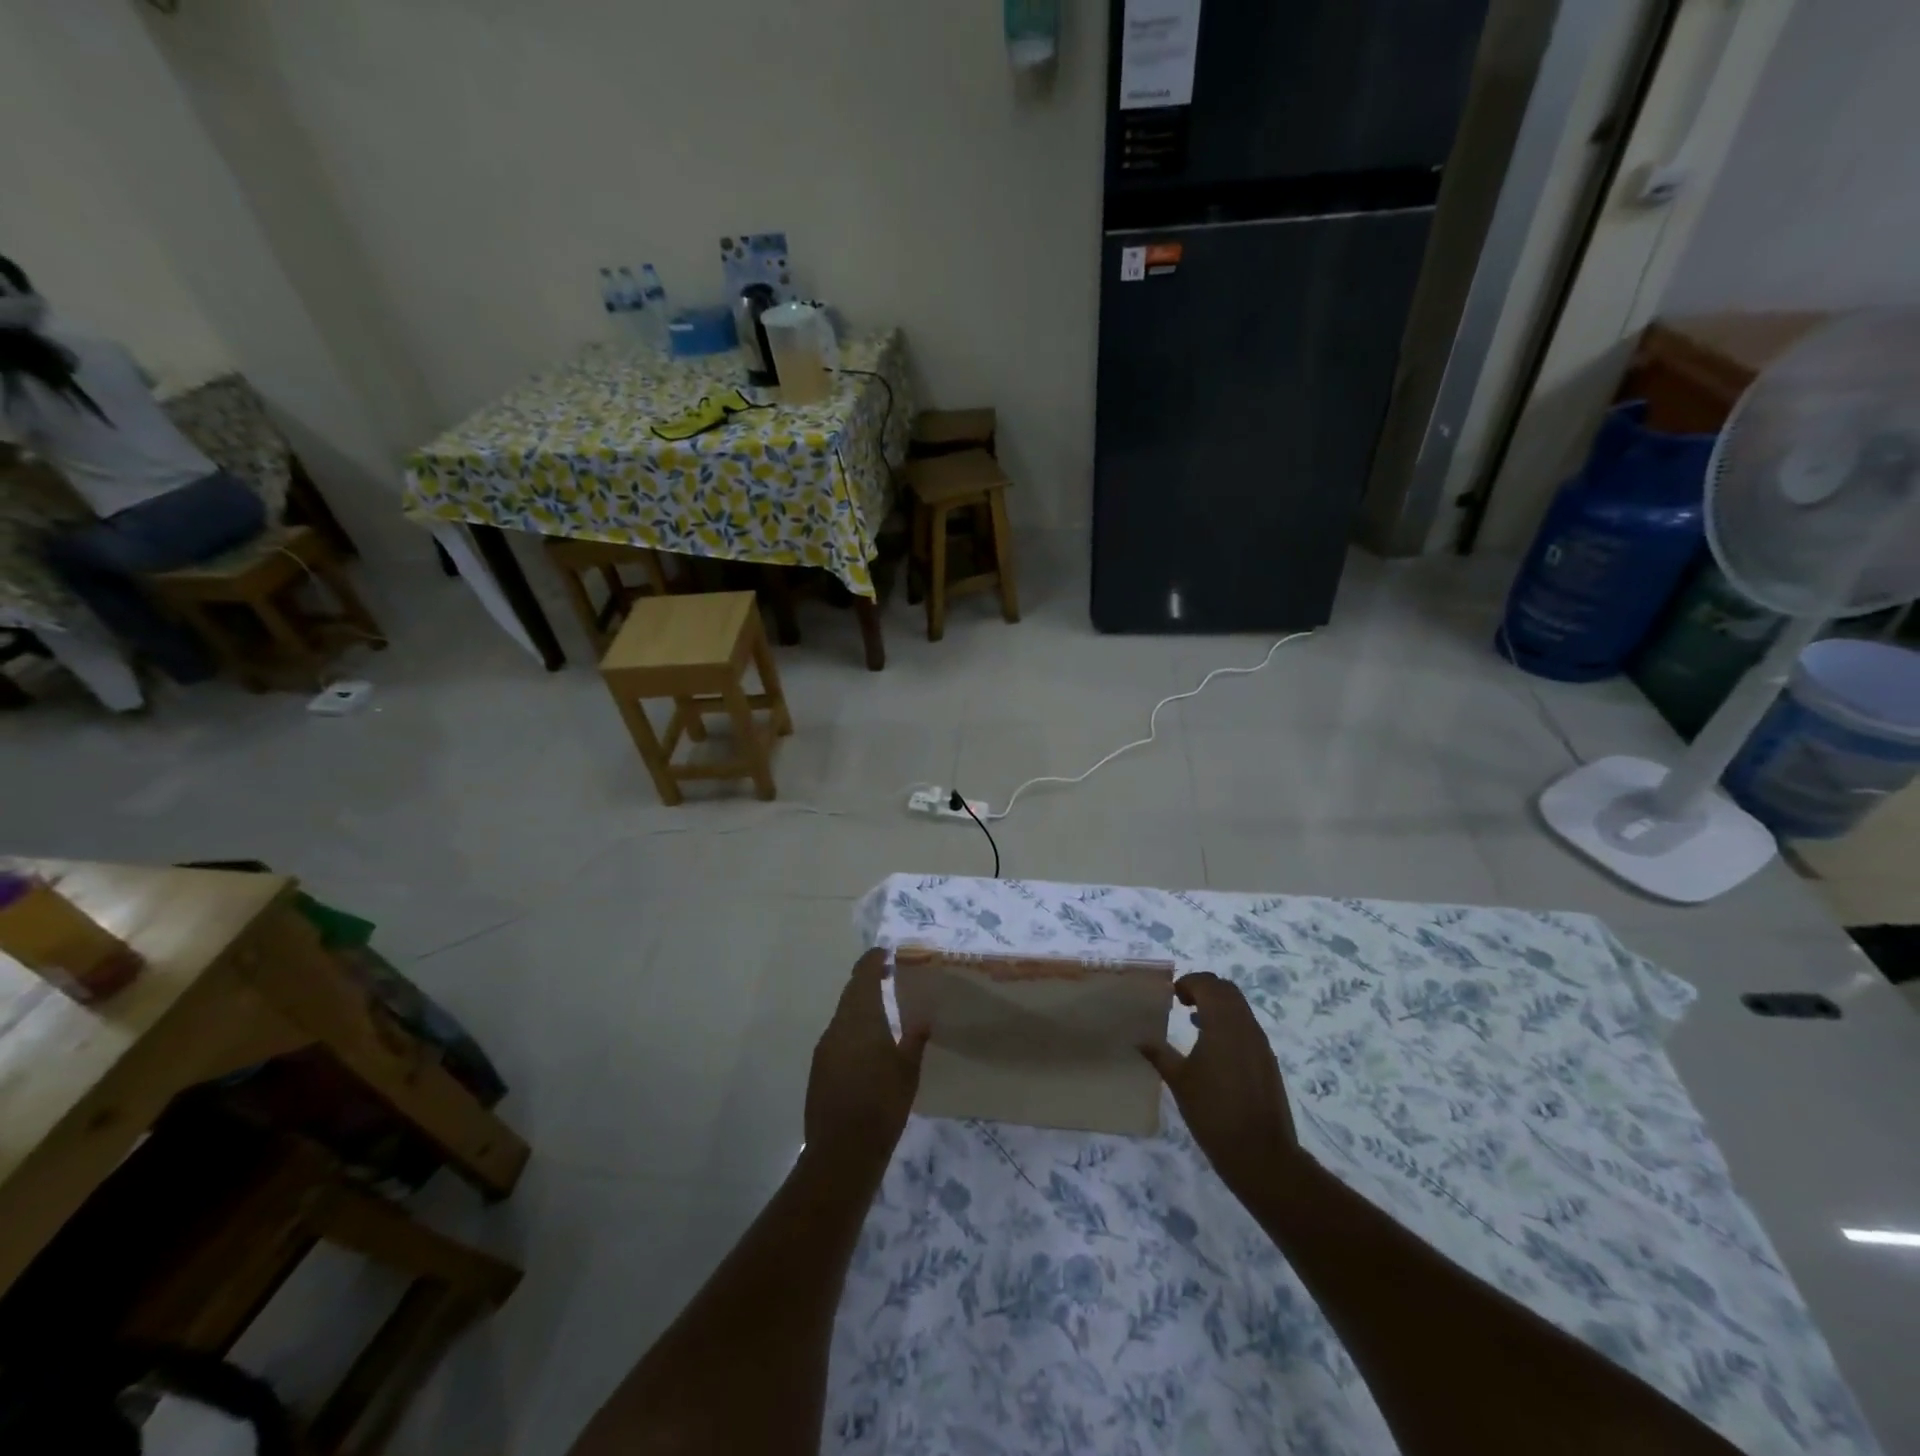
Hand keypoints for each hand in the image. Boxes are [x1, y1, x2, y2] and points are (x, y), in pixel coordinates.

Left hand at [804, 950, 928, 1172]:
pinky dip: (852, 1030)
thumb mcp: (908, 1071)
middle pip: (851, 993)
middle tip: (889, 976)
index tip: (887, 952)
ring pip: (843, 1016)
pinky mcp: (819, 1069)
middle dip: (868, 981)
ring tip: (883, 1012)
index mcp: (861, 1018)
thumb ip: (915, 1039)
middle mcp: (838, 1026)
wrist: (842, 1151)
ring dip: (860, 1007)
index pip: (864, 975)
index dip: (873, 959)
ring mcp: (825, 1048)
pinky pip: (837, 1037)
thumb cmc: (882, 1104)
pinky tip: (867, 1047)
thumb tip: (922, 1018)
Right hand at [1141, 973, 1298, 1206]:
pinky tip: (1212, 1047)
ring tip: (1194, 1022)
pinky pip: (1247, 1027)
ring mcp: (1260, 1044)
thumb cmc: (1214, 1113)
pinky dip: (1229, 1024)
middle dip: (1204, 989)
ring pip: (1240, 1008)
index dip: (1189, 983)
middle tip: (1181, 1002)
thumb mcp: (1179, 1082)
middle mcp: (1245, 1026)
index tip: (1171, 996)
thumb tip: (1137, 1038)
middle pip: (1227, 991)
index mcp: (1223, 1024)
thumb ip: (1159, 1054)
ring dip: (1218, 1006)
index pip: (1208, 984)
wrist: (1261, 1154)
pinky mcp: (1267, 1061)